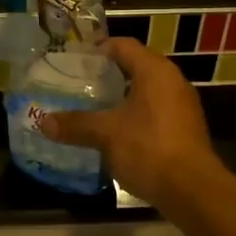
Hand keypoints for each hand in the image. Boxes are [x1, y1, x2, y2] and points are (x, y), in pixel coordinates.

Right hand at [38, 38, 219, 209]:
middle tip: (79, 82)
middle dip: (108, 74)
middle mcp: (173, 81)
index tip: (75, 58)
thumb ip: (75, 124)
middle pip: (136, 66)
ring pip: (146, 91)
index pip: (124, 45)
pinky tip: (115, 131)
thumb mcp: (106, 134)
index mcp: (155, 71)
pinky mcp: (185, 129)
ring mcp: (183, 106)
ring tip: (93, 106)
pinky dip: (134, 115)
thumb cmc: (148, 148)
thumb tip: (42, 122)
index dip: (99, 48)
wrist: (192, 190)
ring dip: (121, 97)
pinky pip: (155, 111)